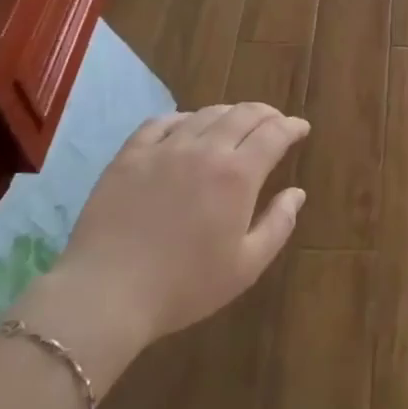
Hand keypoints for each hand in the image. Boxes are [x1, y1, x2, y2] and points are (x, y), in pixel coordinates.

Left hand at [7, 103, 307, 387]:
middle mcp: (205, 149)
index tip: (301, 129)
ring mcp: (165, 148)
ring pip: (206, 114)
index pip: (274, 134)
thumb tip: (297, 193)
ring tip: (236, 124)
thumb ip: (278, 225)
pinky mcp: (130, 155)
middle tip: (275, 122)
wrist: (107, 294)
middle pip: (243, 114)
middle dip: (266, 114)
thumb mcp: (246, 266)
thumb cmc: (184, 287)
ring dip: (230, 114)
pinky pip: (162, 122)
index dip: (292, 127)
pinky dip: (184, 118)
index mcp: (238, 175)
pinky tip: (186, 127)